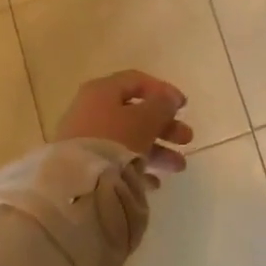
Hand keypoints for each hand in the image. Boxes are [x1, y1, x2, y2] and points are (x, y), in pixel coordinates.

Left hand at [54, 71, 194, 185]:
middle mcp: (91, 111)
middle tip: (187, 138)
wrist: (77, 183)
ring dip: (157, 150)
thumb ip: (162, 105)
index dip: (163, 90)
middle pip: (135, 113)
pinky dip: (137, 168)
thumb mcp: (145, 119)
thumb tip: (169, 99)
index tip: (184, 107)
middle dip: (165, 126)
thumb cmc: (115, 141)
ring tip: (178, 167)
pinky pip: (116, 161)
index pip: (137, 81)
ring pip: (128, 139)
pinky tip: (154, 183)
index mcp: (102, 91)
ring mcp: (85, 139)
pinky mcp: (84, 164)